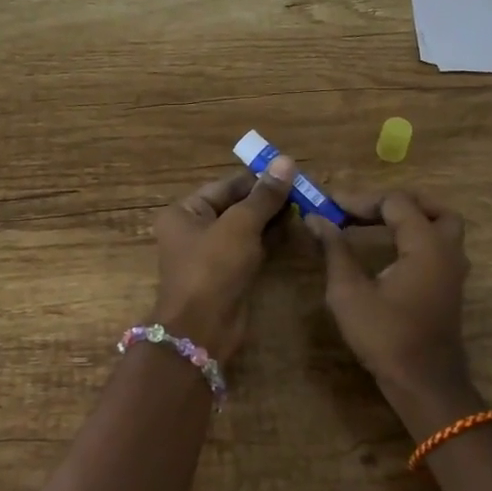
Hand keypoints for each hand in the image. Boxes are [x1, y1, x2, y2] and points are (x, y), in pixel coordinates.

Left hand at [150, 157, 296, 361]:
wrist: (202, 330)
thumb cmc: (213, 268)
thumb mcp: (240, 226)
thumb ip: (264, 196)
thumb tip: (286, 161)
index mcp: (185, 211)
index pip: (226, 185)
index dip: (258, 178)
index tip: (291, 171)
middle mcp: (194, 229)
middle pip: (236, 205)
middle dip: (268, 199)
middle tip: (304, 189)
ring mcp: (212, 254)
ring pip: (246, 228)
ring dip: (272, 218)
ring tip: (305, 206)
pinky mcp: (228, 274)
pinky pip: (251, 249)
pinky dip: (270, 240)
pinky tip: (295, 230)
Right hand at [307, 191, 480, 430]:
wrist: (424, 384)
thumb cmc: (385, 337)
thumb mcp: (349, 292)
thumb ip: (335, 250)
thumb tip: (316, 218)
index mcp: (425, 245)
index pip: (396, 202)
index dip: (361, 200)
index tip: (330, 207)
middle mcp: (447, 250)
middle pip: (430, 207)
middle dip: (393, 203)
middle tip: (360, 210)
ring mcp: (454, 270)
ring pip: (441, 226)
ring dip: (410, 218)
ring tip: (374, 224)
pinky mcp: (450, 287)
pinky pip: (439, 246)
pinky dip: (416, 237)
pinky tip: (388, 250)